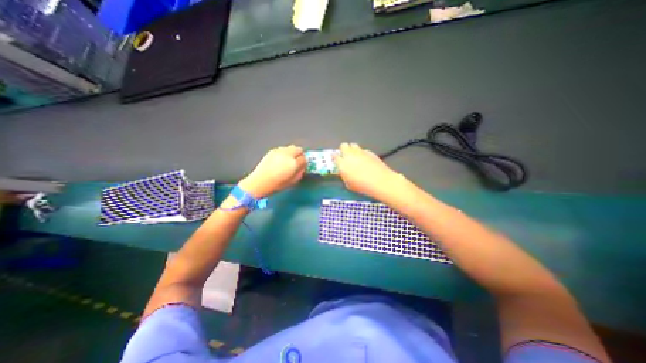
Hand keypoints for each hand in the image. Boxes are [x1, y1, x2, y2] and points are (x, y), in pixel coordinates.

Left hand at [239, 144, 304, 198]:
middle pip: (299, 149)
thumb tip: (302, 167)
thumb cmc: (277, 184)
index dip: (304, 163)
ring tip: (288, 160)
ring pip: (291, 147)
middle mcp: (288, 155)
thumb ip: (300, 173)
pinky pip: (282, 149)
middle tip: (296, 161)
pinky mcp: (272, 150)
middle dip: (299, 155)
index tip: (302, 166)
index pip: (304, 159)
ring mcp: (280, 151)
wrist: (260, 181)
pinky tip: (280, 160)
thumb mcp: (292, 182)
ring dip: (292, 153)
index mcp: (294, 163)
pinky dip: (284, 153)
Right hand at [335, 142, 401, 199]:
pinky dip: (362, 153)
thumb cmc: (362, 185)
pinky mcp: (369, 152)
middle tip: (346, 156)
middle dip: (343, 149)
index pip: (335, 155)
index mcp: (342, 163)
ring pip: (353, 145)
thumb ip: (344, 175)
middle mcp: (349, 155)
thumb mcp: (348, 184)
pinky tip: (365, 160)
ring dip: (352, 149)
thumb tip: (344, 172)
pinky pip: (363, 150)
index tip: (336, 159)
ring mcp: (360, 152)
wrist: (379, 181)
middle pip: (343, 145)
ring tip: (355, 156)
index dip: (335, 157)